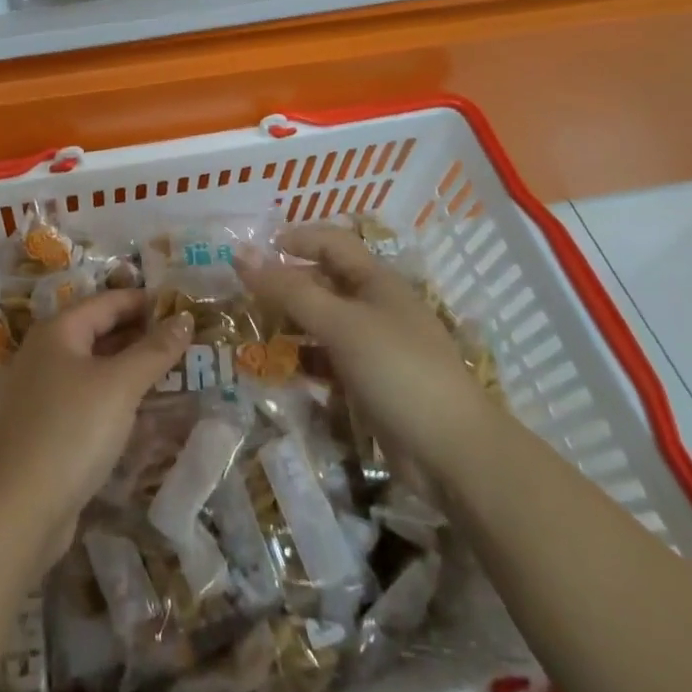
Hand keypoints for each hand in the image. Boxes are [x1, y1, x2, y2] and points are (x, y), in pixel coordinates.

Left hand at [0, 290, 191, 574]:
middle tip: (186, 341)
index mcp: (58, 331)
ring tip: (173, 372)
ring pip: (94, 367)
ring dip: (131, 367)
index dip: (146, 301)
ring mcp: (41, 392)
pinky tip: (143, 411)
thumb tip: (185, 318)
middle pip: (99, 331)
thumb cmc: (71, 430)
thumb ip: (154, 350)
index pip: (108, 301)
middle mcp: (45, 353)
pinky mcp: (45, 427)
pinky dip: (115, 397)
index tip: (184, 306)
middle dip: (141, 334)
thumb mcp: (120, 385)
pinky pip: (88, 398)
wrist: (18, 508)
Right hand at [234, 225, 492, 474]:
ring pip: (322, 323)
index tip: (253, 252)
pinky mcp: (369, 383)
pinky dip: (303, 359)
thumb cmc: (398, 370)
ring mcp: (373, 347)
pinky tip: (277, 368)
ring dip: (289, 323)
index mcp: (376, 280)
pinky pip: (327, 360)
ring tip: (250, 329)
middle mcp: (374, 306)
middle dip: (284, 283)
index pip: (330, 242)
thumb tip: (239, 254)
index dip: (295, 239)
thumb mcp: (340, 324)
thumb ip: (288, 290)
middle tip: (241, 293)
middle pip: (323, 282)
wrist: (452, 453)